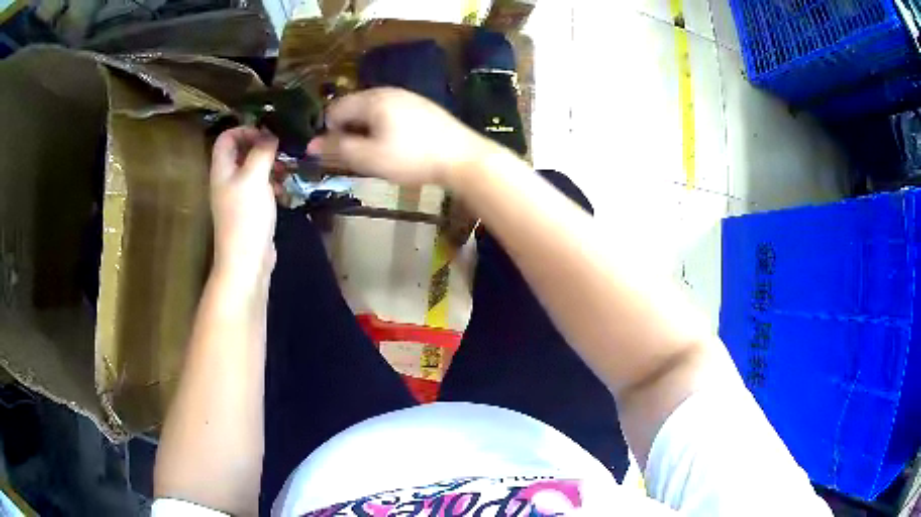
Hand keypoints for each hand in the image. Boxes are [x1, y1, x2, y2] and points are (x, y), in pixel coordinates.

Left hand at [210, 127, 278, 281]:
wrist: (246, 260)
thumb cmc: (247, 215)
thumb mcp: (255, 176)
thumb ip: (262, 151)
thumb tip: (271, 134)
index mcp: (222, 169)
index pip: (226, 137)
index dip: (245, 129)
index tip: (267, 133)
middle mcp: (227, 180)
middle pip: (240, 152)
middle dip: (261, 147)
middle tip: (281, 149)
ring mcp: (237, 196)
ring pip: (253, 170)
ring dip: (270, 165)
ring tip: (286, 169)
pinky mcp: (249, 211)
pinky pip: (260, 188)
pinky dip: (272, 184)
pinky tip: (284, 190)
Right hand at [306, 87, 494, 186]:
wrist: (462, 158)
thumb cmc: (411, 158)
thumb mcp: (369, 158)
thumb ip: (337, 149)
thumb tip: (310, 145)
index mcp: (372, 98)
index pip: (335, 108)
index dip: (329, 132)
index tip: (339, 155)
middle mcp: (388, 91)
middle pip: (353, 108)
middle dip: (349, 131)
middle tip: (359, 157)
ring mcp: (407, 97)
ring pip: (372, 112)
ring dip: (366, 132)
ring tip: (378, 155)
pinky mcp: (421, 107)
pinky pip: (391, 114)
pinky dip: (384, 129)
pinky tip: (398, 147)